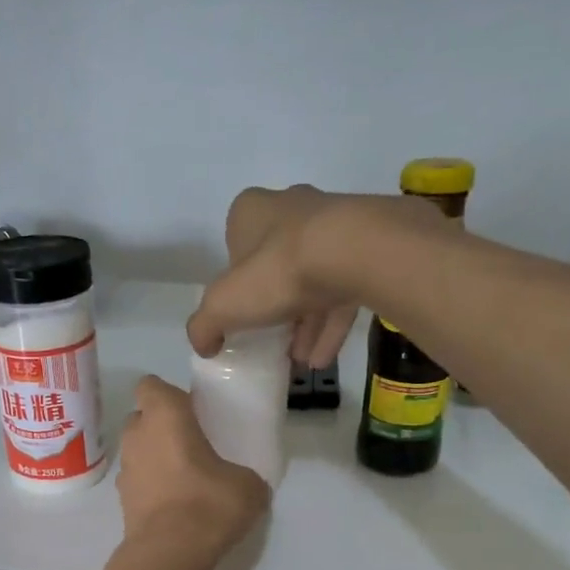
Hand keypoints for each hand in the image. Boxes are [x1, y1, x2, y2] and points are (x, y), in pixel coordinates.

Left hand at [116, 375, 267, 563]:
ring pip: (138, 449)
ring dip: (156, 456)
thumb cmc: (208, 504)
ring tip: (185, 477)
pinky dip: (152, 484)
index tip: (192, 411)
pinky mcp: (121, 499)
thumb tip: (244, 481)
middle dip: (162, 425)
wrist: (169, 554)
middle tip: (192, 443)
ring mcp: (125, 468)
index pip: (151, 385)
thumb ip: (244, 473)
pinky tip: (175, 504)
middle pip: (143, 417)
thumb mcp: (248, 485)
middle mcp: (137, 434)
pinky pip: (138, 479)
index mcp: (164, 416)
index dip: (169, 395)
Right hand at [187, 186, 442, 367]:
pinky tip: (322, 360)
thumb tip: (203, 344)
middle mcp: (293, 209)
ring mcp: (334, 226)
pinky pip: (343, 292)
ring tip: (298, 360)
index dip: (235, 281)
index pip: (236, 245)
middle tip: (269, 340)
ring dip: (304, 324)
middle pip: (276, 264)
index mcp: (252, 211)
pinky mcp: (367, 249)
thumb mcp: (223, 305)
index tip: (239, 311)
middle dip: (273, 305)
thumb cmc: (277, 271)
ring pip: (313, 280)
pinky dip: (331, 326)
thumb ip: (204, 325)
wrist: (356, 253)